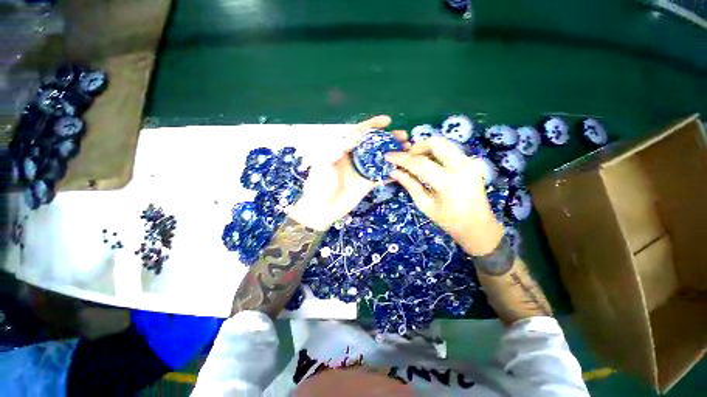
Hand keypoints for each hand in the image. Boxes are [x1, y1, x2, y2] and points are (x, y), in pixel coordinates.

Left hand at [288, 115, 397, 230]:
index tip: (387, 121)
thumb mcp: (324, 163)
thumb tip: (355, 138)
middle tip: (403, 136)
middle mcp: (355, 158)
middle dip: (389, 138)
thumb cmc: (318, 184)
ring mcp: (363, 170)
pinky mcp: (368, 184)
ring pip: (381, 158)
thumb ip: (338, 149)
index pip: (360, 133)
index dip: (373, 125)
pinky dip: (392, 171)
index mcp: (343, 149)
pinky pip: (382, 175)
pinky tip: (403, 167)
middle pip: (375, 144)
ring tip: (407, 149)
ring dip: (394, 153)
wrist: (321, 208)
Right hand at [386, 137, 503, 255]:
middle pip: (435, 143)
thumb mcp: (425, 206)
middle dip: (416, 147)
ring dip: (426, 148)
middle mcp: (462, 167)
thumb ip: (410, 185)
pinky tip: (428, 163)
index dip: (402, 159)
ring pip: (443, 143)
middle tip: (406, 159)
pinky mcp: (471, 162)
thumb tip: (394, 172)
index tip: (388, 156)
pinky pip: (449, 149)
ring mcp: (470, 162)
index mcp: (449, 183)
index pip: (420, 163)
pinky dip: (435, 152)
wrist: (479, 227)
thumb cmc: (450, 221)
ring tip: (415, 161)